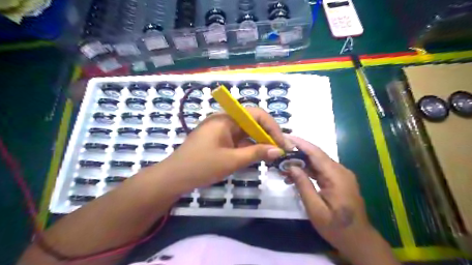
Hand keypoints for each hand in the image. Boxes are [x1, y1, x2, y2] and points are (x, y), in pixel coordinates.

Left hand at [163, 108, 287, 189]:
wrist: (174, 177)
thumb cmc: (201, 166)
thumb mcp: (232, 160)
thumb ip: (257, 153)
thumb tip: (279, 150)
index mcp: (226, 118)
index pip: (256, 114)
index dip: (272, 127)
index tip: (282, 143)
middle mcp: (224, 120)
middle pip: (252, 122)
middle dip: (268, 135)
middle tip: (280, 150)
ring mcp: (221, 130)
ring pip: (246, 131)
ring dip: (259, 141)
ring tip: (272, 154)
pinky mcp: (219, 139)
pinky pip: (238, 139)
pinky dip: (248, 147)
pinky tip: (257, 156)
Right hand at [284, 135, 376, 254]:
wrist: (359, 240)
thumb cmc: (336, 227)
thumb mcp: (316, 210)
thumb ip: (303, 186)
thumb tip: (291, 166)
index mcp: (336, 176)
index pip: (316, 153)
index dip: (300, 143)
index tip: (285, 137)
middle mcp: (340, 171)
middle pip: (316, 155)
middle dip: (297, 152)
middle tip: (279, 152)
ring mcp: (340, 175)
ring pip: (317, 162)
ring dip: (301, 162)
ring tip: (283, 166)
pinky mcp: (338, 180)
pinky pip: (320, 170)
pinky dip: (307, 170)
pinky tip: (295, 175)